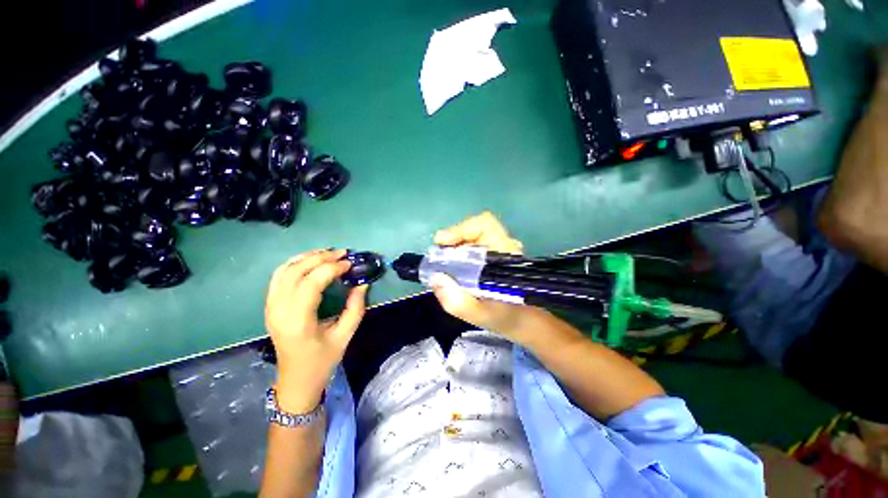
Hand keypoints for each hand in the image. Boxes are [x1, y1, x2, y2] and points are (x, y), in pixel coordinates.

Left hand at [265, 249, 367, 412]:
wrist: (295, 380)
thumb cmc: (322, 360)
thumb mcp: (345, 336)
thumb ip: (355, 308)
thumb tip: (362, 284)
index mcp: (298, 321)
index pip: (311, 283)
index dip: (331, 269)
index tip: (349, 264)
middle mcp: (279, 310)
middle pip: (295, 272)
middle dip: (320, 258)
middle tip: (342, 254)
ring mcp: (271, 307)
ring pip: (284, 270)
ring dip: (307, 257)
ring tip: (328, 253)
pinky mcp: (270, 305)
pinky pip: (279, 276)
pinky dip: (295, 263)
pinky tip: (310, 261)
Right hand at [430, 212, 544, 343]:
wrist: (523, 321)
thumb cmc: (506, 317)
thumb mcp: (480, 315)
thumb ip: (458, 301)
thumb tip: (435, 278)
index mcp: (505, 254)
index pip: (485, 224)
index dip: (462, 229)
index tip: (442, 242)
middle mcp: (503, 246)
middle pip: (475, 228)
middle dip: (453, 239)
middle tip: (438, 256)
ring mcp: (498, 249)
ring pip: (472, 236)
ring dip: (454, 246)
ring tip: (442, 263)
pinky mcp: (492, 255)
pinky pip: (472, 246)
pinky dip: (458, 253)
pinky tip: (452, 268)